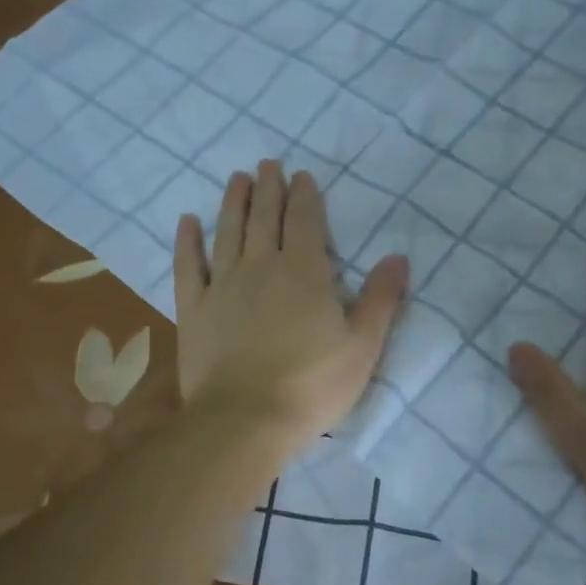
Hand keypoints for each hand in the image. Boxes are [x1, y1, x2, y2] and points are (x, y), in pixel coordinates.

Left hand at [175, 160, 408, 450]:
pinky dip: (187, 242)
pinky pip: (188, 266)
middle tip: (267, 165)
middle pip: (264, 218)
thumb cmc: (312, 385)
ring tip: (237, 179)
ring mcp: (223, 286)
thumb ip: (381, 299)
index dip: (304, 196)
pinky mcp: (195, 310)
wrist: (246, 419)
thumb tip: (398, 257)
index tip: (301, 176)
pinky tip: (187, 222)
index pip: (305, 222)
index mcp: (304, 272)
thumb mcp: (362, 346)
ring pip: (228, 233)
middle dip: (269, 189)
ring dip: (234, 203)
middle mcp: (261, 267)